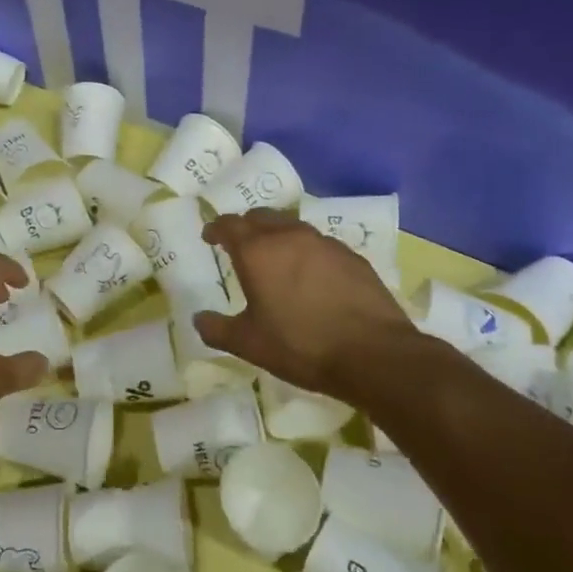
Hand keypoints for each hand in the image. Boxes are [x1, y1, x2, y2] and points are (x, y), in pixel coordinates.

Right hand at [196, 209, 416, 395]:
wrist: (374, 354)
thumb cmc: (301, 345)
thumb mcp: (249, 344)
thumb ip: (217, 329)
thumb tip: (198, 319)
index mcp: (258, 252)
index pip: (229, 225)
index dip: (216, 228)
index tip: (209, 236)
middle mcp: (290, 237)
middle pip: (261, 217)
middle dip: (246, 226)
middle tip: (239, 244)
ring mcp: (325, 244)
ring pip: (292, 226)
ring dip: (277, 235)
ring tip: (275, 258)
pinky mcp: (352, 257)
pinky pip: (320, 244)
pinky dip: (306, 251)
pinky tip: (311, 275)